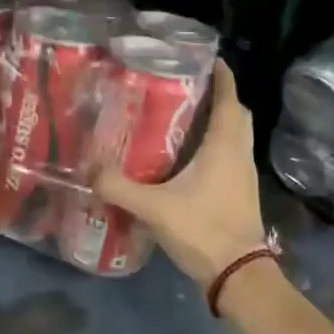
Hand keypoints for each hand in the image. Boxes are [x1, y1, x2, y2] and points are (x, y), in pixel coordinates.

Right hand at [94, 60, 272, 287]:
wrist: (238, 274)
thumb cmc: (203, 230)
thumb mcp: (154, 207)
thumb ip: (120, 187)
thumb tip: (89, 170)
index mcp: (225, 146)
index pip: (230, 99)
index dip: (222, 76)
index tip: (206, 58)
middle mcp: (239, 154)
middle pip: (237, 115)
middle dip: (220, 97)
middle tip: (189, 89)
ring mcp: (244, 175)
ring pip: (236, 137)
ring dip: (219, 124)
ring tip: (184, 119)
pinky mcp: (241, 194)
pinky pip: (232, 157)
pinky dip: (217, 147)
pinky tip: (189, 159)